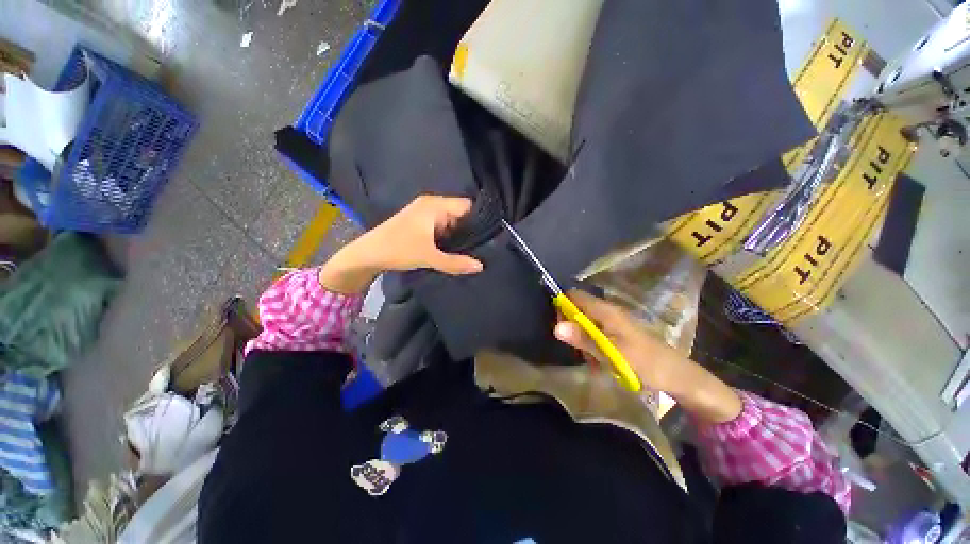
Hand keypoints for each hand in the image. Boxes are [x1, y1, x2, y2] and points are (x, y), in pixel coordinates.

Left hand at [318, 195, 482, 293]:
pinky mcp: (420, 223)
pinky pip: (442, 227)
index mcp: (434, 205)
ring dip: (458, 235)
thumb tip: (480, 266)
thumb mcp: (429, 257)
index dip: (478, 219)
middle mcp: (431, 205)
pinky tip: (455, 250)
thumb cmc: (397, 249)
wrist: (367, 254)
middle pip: (460, 214)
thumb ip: (455, 262)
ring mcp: (425, 213)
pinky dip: (448, 237)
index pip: (466, 206)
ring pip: (451, 222)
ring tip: (472, 250)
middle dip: (470, 230)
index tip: (490, 236)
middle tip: (483, 247)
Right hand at [553, 289, 741, 423]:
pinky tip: (597, 361)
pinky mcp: (618, 333)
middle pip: (578, 308)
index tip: (558, 325)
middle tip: (573, 346)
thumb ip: (583, 338)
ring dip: (581, 338)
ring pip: (586, 323)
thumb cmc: (645, 361)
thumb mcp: (611, 352)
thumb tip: (555, 327)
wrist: (677, 376)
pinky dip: (592, 345)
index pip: (574, 295)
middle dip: (571, 325)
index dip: (562, 305)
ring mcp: (614, 322)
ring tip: (587, 358)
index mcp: (606, 310)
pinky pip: (596, 333)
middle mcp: (608, 311)